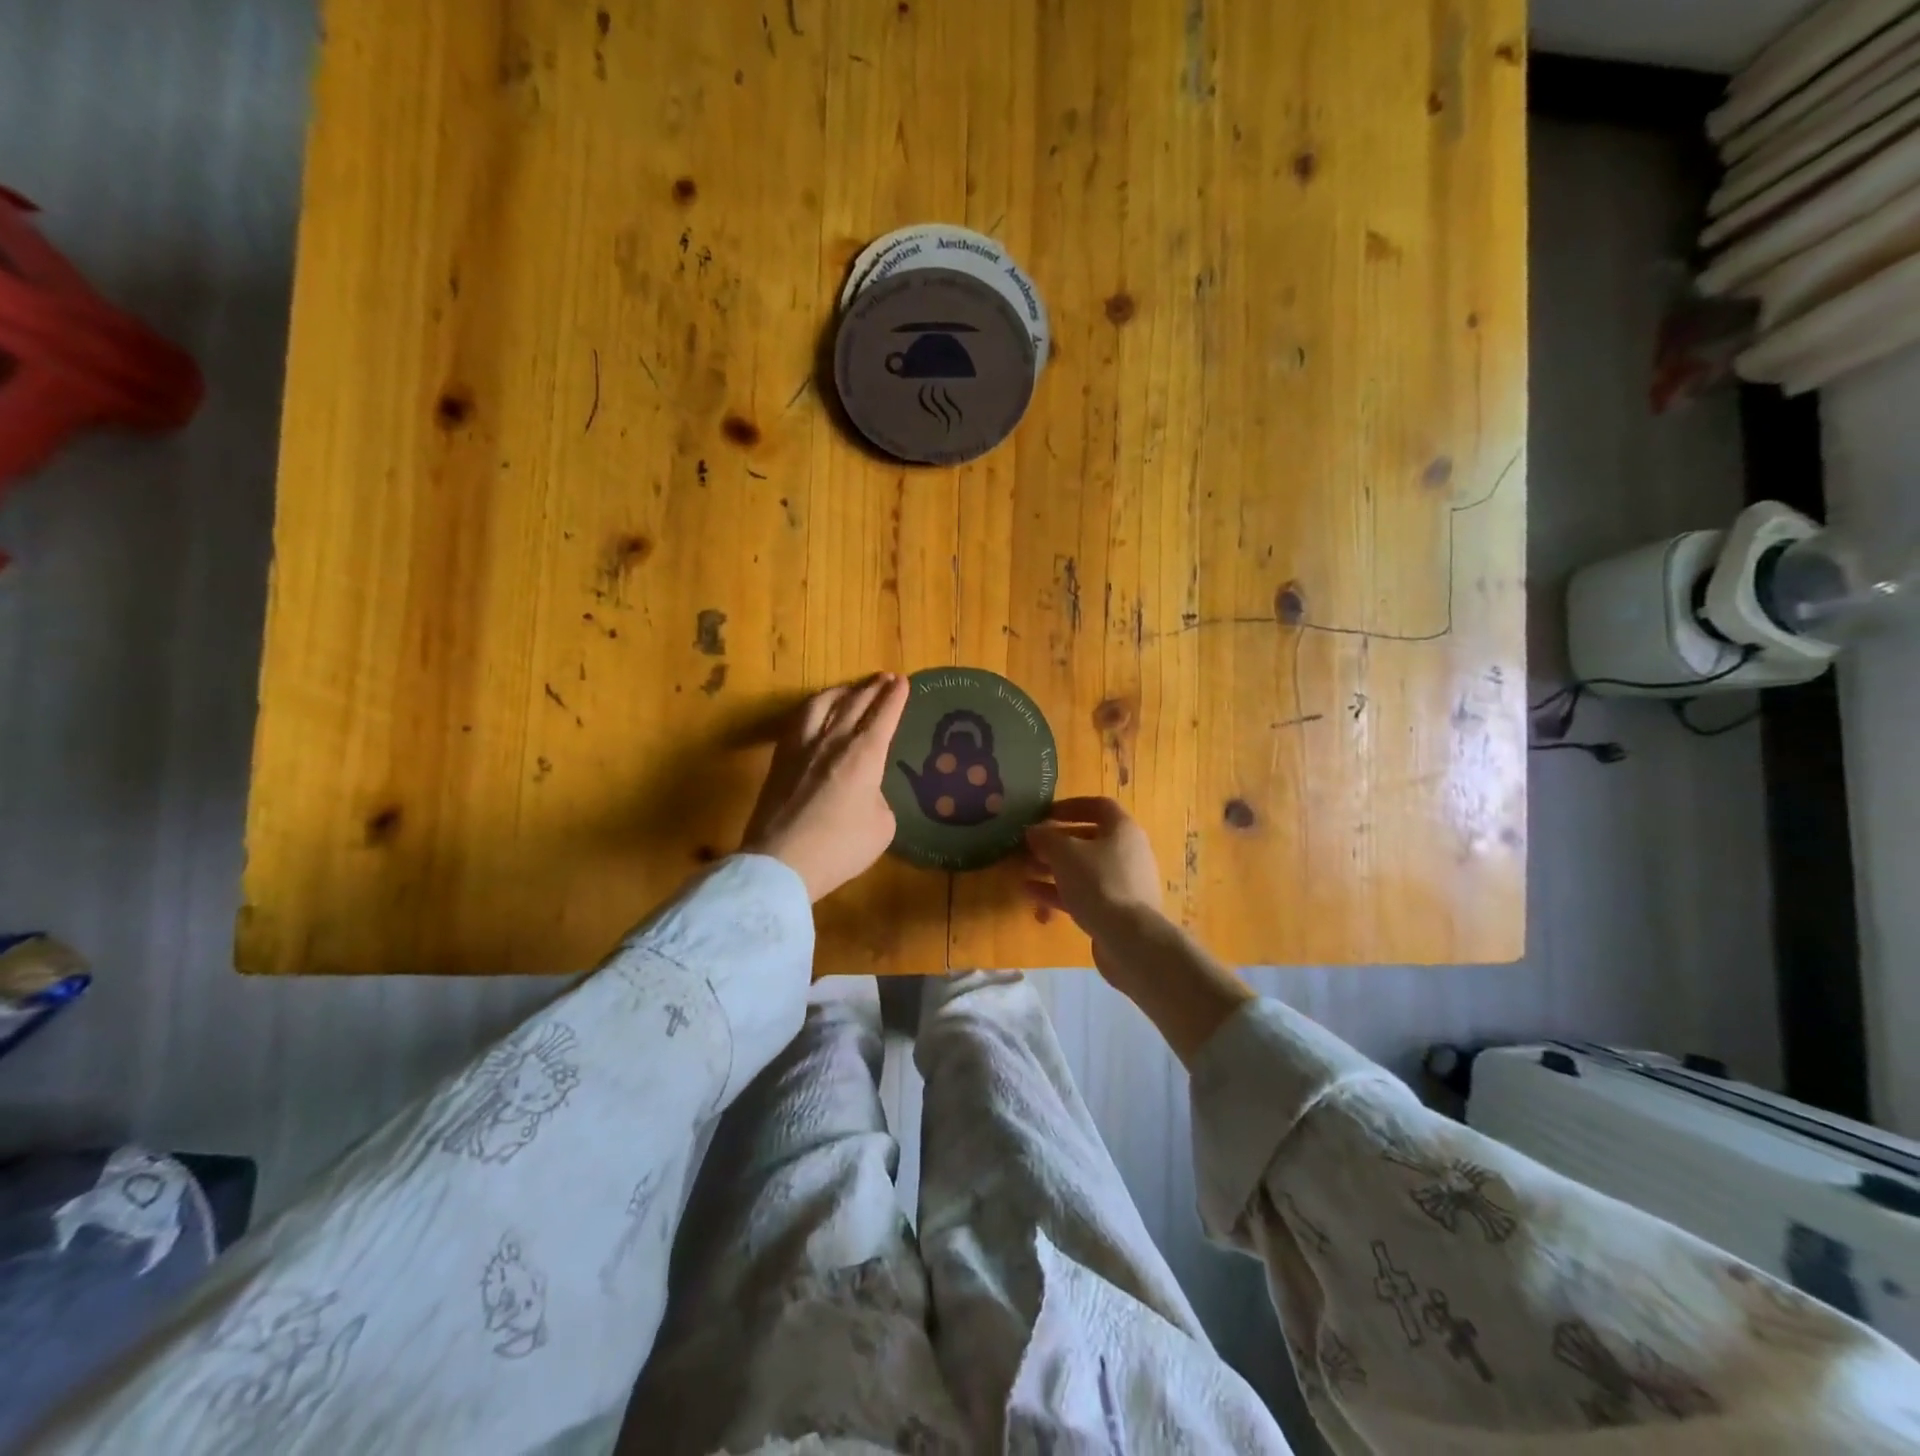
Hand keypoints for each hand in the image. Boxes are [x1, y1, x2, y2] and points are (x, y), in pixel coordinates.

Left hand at [742, 674, 910, 901]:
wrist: (781, 861)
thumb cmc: (840, 847)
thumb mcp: (882, 827)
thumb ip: (879, 799)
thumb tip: (867, 791)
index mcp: (864, 755)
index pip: (884, 715)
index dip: (895, 697)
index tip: (903, 681)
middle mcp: (833, 741)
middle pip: (855, 702)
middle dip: (872, 687)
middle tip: (884, 677)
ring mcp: (802, 747)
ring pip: (822, 704)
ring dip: (840, 691)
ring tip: (849, 688)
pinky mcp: (779, 759)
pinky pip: (798, 720)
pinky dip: (813, 708)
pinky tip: (814, 712)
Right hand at [1023, 797, 1162, 943]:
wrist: (1130, 938)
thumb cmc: (1098, 882)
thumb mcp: (1065, 853)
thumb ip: (1046, 837)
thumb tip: (1034, 831)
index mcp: (1122, 829)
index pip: (1098, 806)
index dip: (1071, 806)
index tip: (1045, 814)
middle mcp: (1128, 852)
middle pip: (1089, 839)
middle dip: (1056, 842)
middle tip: (1030, 846)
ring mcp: (1124, 882)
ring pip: (1084, 868)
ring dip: (1054, 867)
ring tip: (1025, 870)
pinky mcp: (1117, 910)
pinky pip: (1085, 892)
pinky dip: (1060, 890)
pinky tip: (1032, 894)